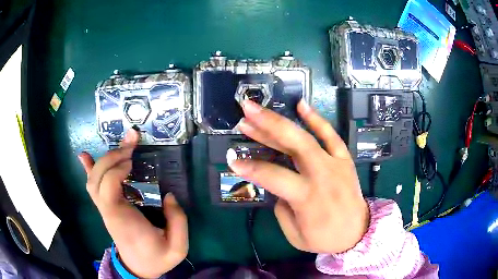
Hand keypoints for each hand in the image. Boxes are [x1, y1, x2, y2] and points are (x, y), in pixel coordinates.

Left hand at [78, 130, 187, 277]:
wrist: (139, 268)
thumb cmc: (156, 258)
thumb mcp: (177, 248)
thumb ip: (178, 221)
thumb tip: (169, 196)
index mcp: (122, 220)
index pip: (108, 189)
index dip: (116, 170)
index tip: (133, 161)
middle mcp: (108, 211)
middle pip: (97, 178)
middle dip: (111, 156)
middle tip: (131, 144)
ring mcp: (104, 208)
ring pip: (93, 180)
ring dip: (105, 159)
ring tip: (122, 147)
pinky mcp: (105, 207)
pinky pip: (92, 185)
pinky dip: (89, 169)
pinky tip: (85, 156)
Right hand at [230, 100, 368, 253]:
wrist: (358, 232)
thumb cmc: (325, 238)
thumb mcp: (295, 235)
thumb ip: (282, 208)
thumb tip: (277, 186)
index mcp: (308, 198)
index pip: (273, 176)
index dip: (250, 168)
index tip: (232, 160)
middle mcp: (322, 175)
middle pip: (292, 144)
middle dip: (267, 125)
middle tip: (245, 112)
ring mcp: (335, 164)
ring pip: (307, 136)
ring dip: (282, 121)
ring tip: (258, 110)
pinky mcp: (345, 159)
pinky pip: (332, 135)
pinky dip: (317, 119)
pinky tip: (301, 104)